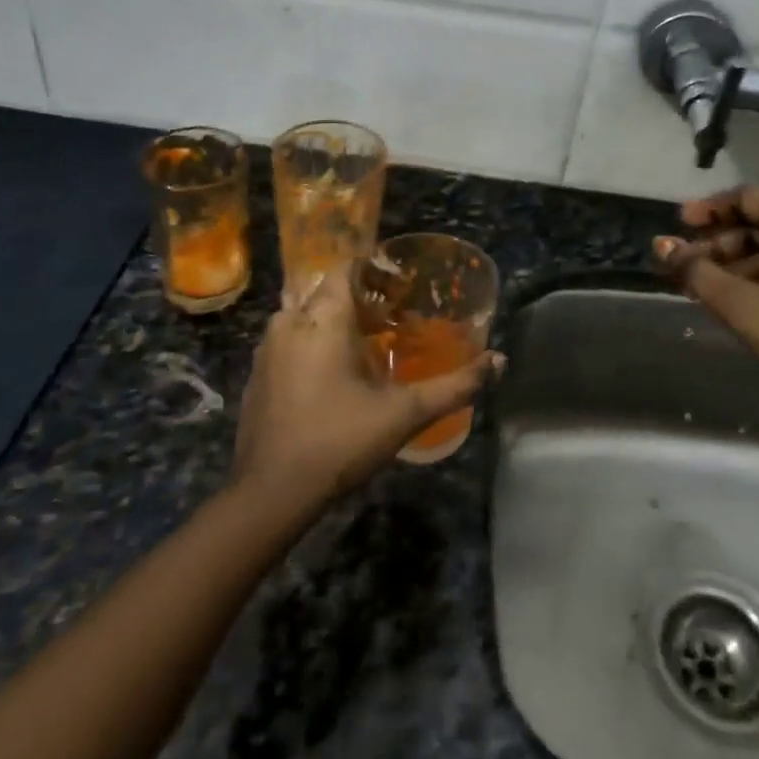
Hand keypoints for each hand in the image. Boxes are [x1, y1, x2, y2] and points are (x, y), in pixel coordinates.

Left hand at [233, 265, 502, 511]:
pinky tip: (336, 375)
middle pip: (327, 290)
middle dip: (361, 297)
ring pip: (306, 314)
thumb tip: (500, 361)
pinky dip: (314, 342)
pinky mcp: (258, 373)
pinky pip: (290, 339)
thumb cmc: (340, 441)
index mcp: (323, 317)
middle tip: (394, 316)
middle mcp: (289, 321)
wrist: (271, 492)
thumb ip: (455, 386)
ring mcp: (267, 348)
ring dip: (336, 320)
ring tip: (370, 344)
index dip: (375, 269)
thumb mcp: (405, 413)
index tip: (403, 287)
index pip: (346, 266)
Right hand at [653, 186, 758, 415]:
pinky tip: (735, 298)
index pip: (745, 197)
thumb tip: (661, 246)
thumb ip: (696, 272)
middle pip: (758, 221)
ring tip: (700, 287)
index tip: (678, 225)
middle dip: (716, 241)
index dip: (708, 209)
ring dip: (734, 261)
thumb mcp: (740, 304)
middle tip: (684, 265)